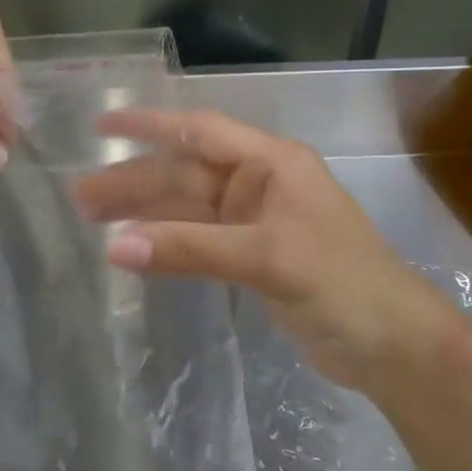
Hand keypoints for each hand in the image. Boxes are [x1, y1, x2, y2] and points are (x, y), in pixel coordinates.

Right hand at [71, 109, 469, 392]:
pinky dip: (165, 242)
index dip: (151, 125)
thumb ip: (192, 249)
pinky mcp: (251, 258)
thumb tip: (116, 247)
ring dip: (143, 212)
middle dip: (134, 181)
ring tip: (90, 219)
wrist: (392, 345)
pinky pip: (197, 240)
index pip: (201, 132)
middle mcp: (259, 184)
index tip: (102, 126)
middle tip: (79, 195)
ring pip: (187, 208)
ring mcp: (254, 222)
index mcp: (272, 164)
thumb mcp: (268, 258)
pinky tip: (133, 248)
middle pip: (185, 173)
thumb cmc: (343, 285)